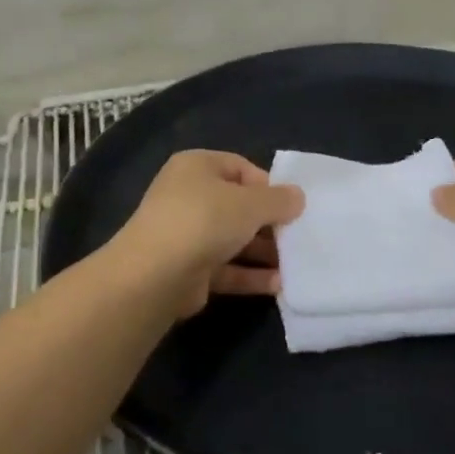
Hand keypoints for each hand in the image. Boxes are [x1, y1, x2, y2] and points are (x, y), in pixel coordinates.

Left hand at [105, 151, 305, 318]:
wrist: (156, 275)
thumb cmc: (205, 221)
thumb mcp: (250, 203)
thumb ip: (279, 200)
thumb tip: (298, 197)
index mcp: (196, 167)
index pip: (240, 167)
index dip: (268, 185)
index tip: (291, 205)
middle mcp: (188, 197)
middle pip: (238, 206)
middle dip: (270, 223)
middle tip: (298, 236)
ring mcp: (186, 235)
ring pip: (233, 240)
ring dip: (264, 252)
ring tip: (297, 263)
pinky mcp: (189, 270)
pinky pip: (227, 269)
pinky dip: (251, 275)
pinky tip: (279, 285)